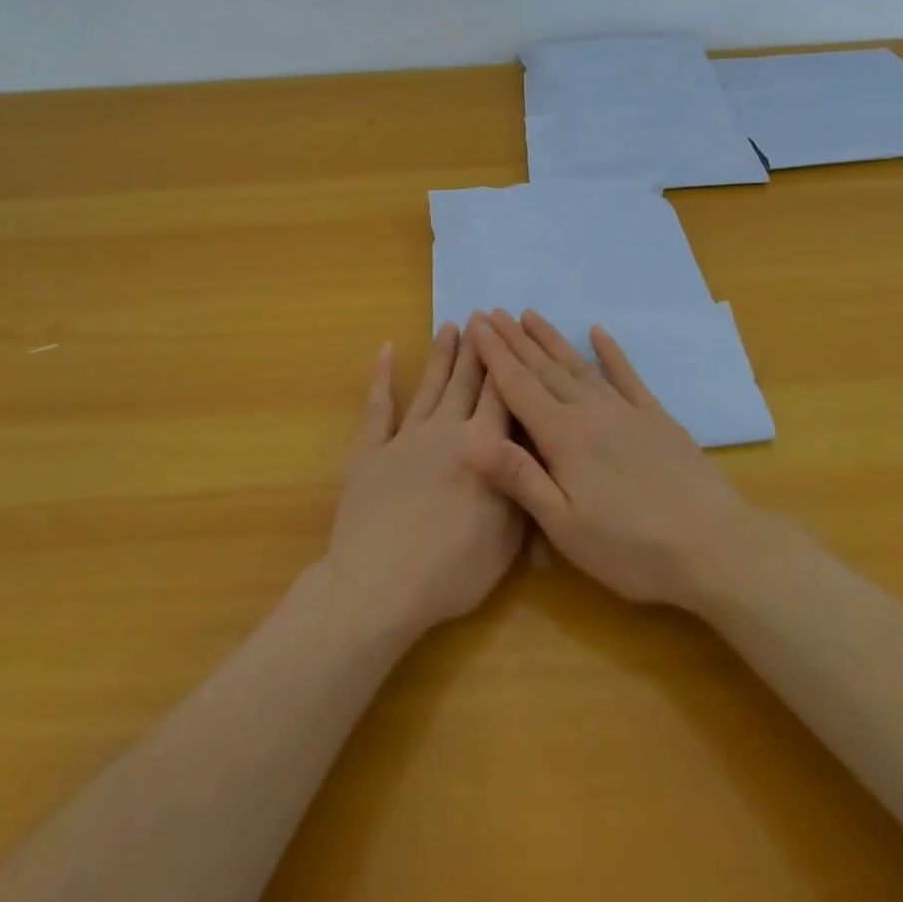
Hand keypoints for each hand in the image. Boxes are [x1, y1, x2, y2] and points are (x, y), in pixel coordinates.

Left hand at [323, 319, 524, 638]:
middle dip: (476, 348)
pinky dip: (382, 379)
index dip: (506, 361)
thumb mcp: (507, 540)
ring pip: (429, 387)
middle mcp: (446, 431)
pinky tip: (387, 352)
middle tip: (481, 315)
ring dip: (441, 355)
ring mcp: (405, 438)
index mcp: (483, 448)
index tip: (508, 331)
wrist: (379, 586)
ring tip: (449, 325)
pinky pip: (378, 408)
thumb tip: (531, 454)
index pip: (500, 395)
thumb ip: (521, 489)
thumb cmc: (451, 571)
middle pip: (465, 382)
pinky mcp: (371, 452)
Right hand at [466, 309, 763, 610]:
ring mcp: (626, 411)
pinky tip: (599, 332)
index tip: (478, 326)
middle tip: (493, 312)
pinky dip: (611, 351)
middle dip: (516, 340)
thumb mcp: (566, 528)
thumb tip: (474, 440)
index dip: (495, 356)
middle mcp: (590, 413)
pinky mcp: (656, 418)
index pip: (519, 387)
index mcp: (563, 438)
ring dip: (552, 339)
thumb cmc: (631, 548)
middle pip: (545, 369)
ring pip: (579, 365)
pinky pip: (627, 375)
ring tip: (531, 315)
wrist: (713, 546)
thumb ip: (521, 479)